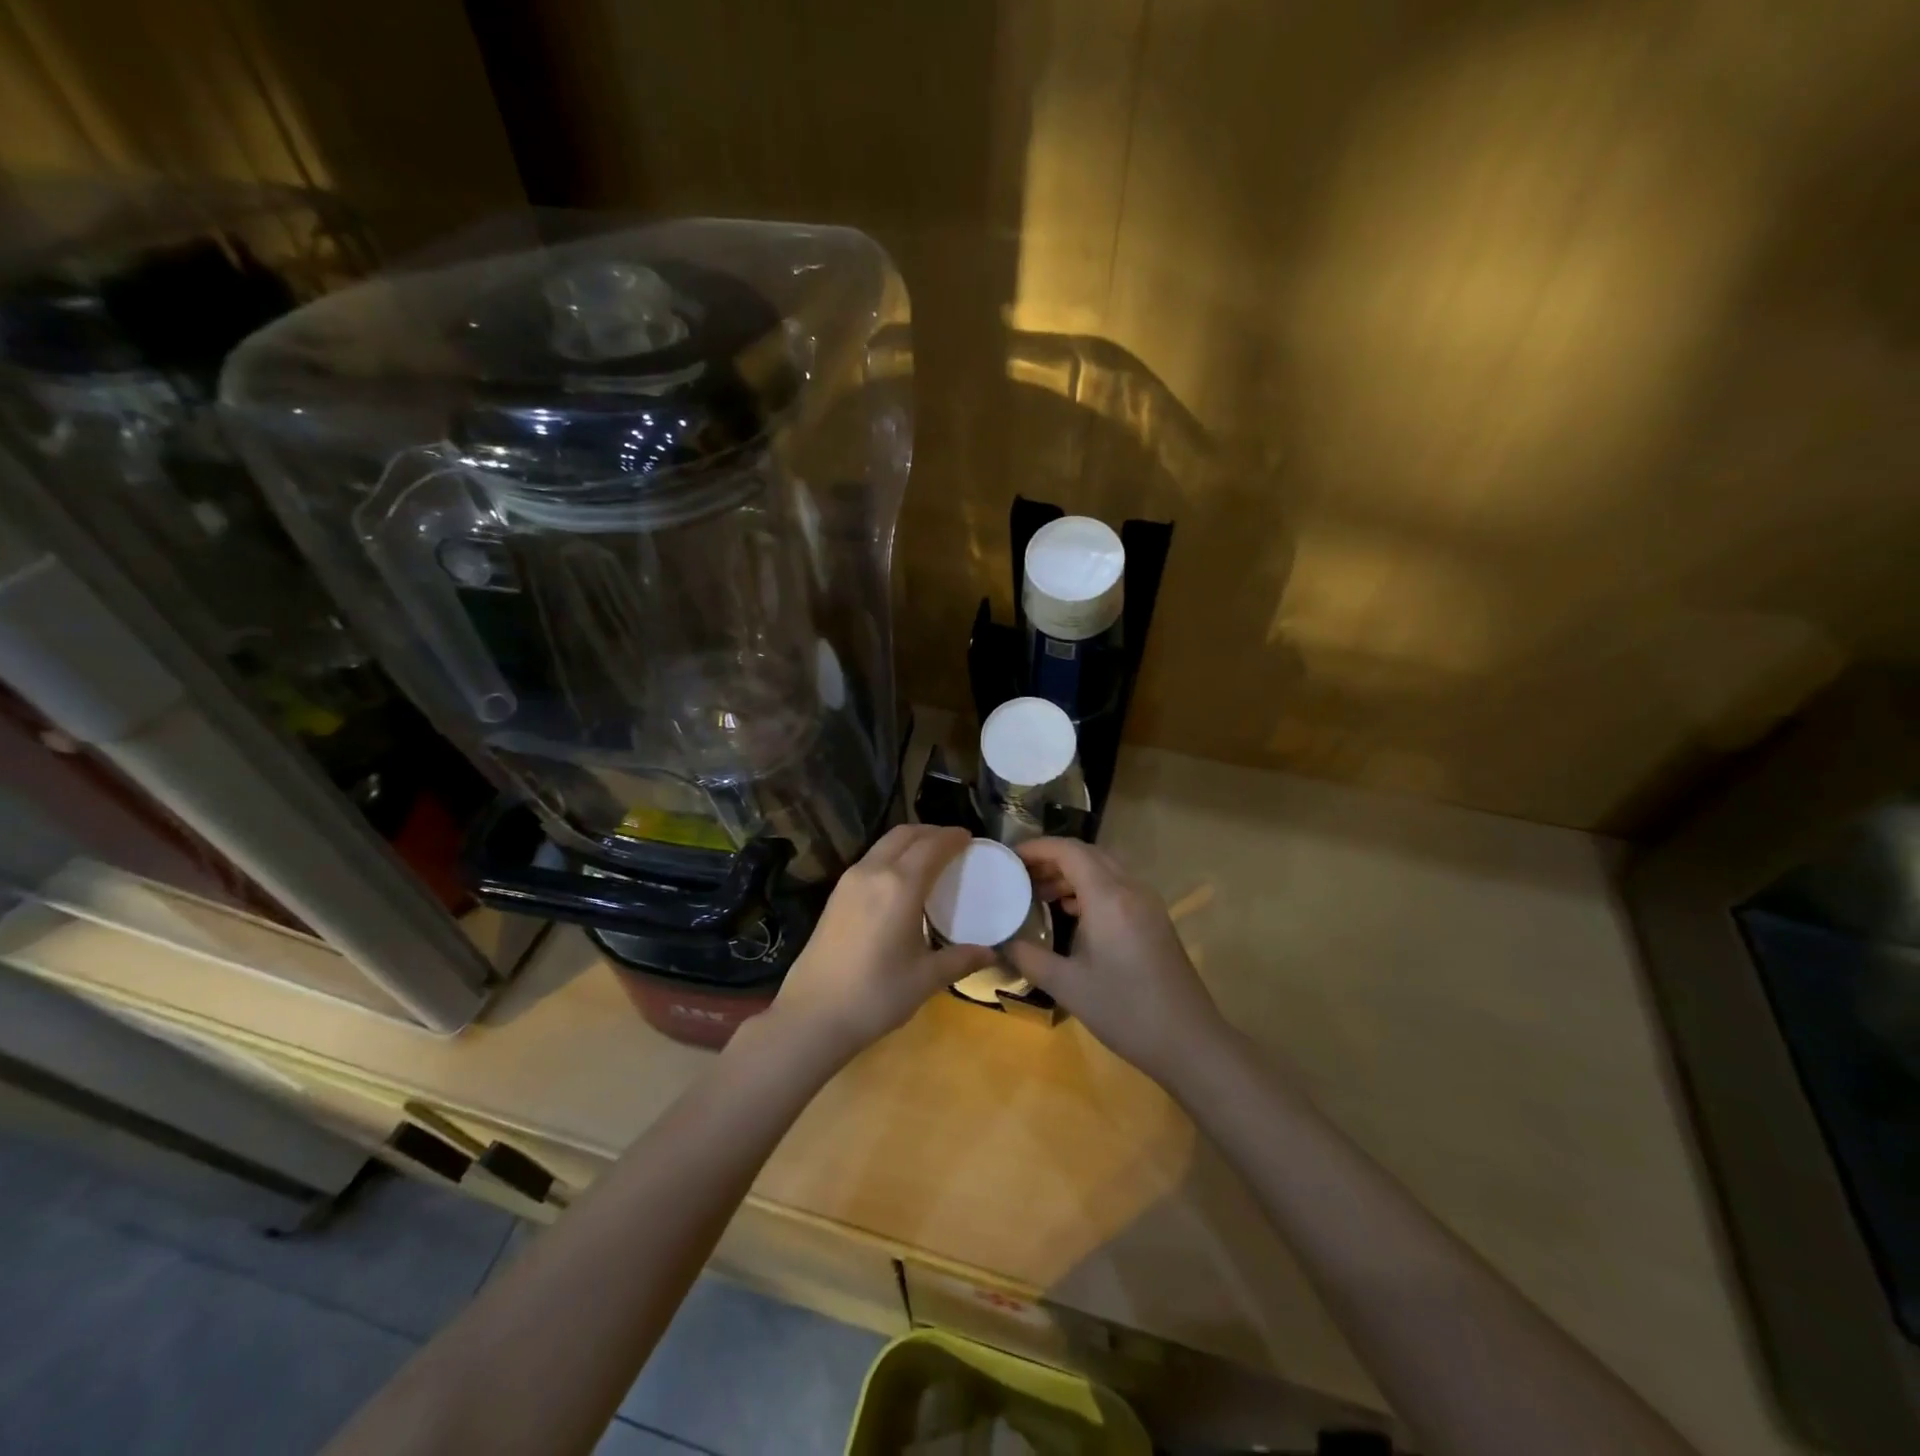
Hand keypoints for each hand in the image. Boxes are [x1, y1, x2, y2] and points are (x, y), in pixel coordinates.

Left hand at [769, 825, 994, 1060]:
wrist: (812, 1015)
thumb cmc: (875, 995)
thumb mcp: (925, 979)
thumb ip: (960, 959)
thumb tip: (991, 953)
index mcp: (900, 885)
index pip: (932, 846)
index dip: (953, 837)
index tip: (970, 838)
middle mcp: (873, 872)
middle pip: (904, 834)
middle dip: (931, 832)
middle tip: (953, 843)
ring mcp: (848, 881)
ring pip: (883, 844)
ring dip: (909, 842)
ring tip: (929, 858)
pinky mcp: (835, 895)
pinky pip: (870, 860)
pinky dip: (891, 856)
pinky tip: (900, 880)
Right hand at [1005, 838, 1226, 1084]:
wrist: (1188, 1041)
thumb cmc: (1124, 1010)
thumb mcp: (1067, 985)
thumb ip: (1029, 957)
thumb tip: (1001, 942)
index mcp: (1109, 897)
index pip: (1069, 851)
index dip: (1037, 847)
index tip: (1009, 858)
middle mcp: (1131, 889)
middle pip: (1087, 853)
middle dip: (1052, 858)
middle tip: (1020, 875)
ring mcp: (1147, 903)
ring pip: (1104, 868)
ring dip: (1072, 872)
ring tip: (1040, 893)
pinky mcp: (1155, 918)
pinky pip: (1117, 885)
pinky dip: (1090, 887)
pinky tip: (1071, 912)